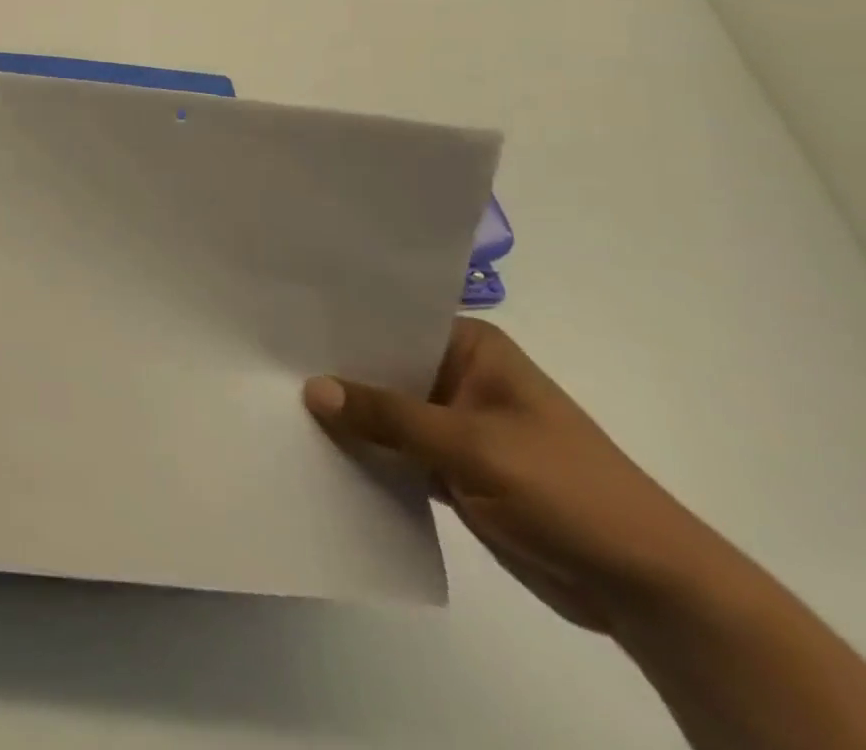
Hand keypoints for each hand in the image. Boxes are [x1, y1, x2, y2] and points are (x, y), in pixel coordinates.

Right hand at [303, 318, 720, 632]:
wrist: (651, 592)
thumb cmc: (569, 491)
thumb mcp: (473, 447)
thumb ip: (389, 418)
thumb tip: (311, 389)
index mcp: (471, 349)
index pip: (390, 322)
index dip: (338, 324)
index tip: (279, 322)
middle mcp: (458, 376)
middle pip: (380, 366)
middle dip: (333, 372)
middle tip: (263, 361)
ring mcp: (453, 424)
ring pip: (382, 411)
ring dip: (345, 416)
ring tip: (273, 400)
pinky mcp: (450, 468)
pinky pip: (393, 450)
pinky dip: (364, 452)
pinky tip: (314, 446)